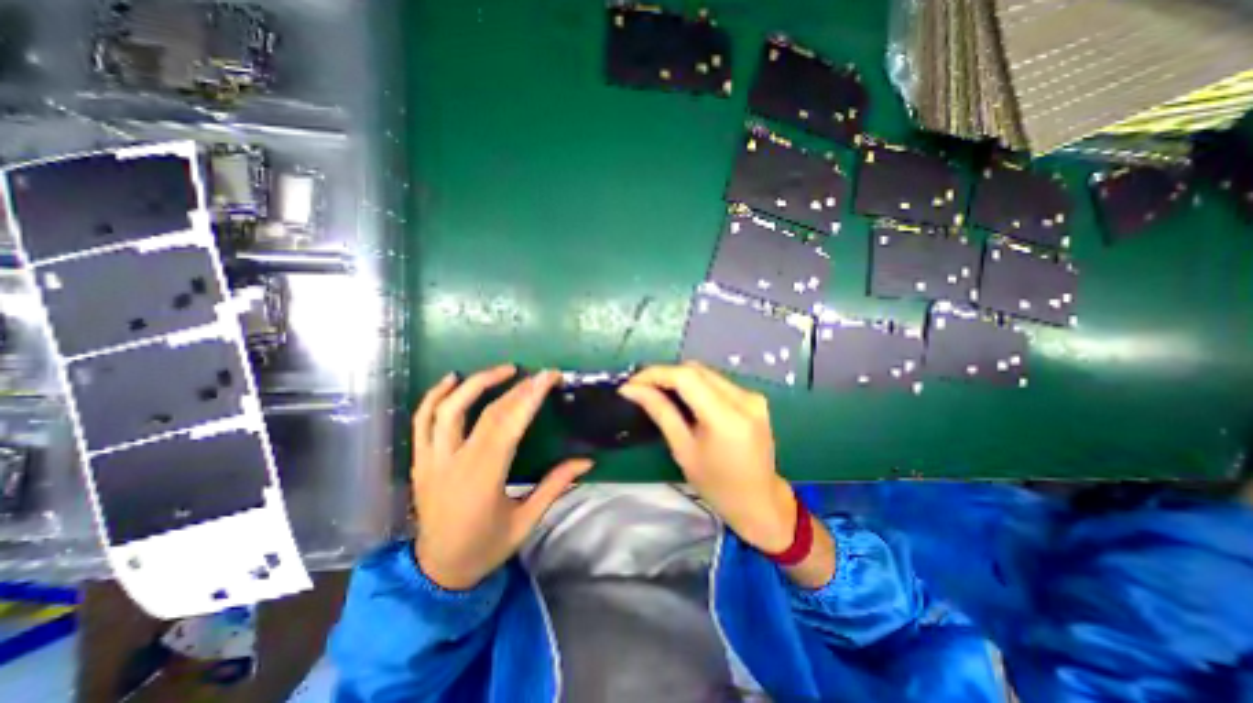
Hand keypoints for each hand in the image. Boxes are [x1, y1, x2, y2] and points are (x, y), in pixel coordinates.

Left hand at [408, 366, 592, 590]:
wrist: (437, 572)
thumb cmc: (485, 547)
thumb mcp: (526, 521)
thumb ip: (555, 486)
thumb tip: (587, 461)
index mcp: (483, 480)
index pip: (508, 426)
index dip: (530, 397)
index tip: (549, 377)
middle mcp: (453, 464)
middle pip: (485, 413)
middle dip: (516, 388)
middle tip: (538, 374)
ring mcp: (431, 460)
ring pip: (447, 409)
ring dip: (476, 383)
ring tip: (504, 369)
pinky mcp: (420, 460)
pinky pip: (421, 420)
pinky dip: (434, 395)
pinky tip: (452, 379)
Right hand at [615, 363, 791, 554]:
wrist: (760, 502)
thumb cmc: (717, 485)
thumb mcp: (683, 450)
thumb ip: (660, 412)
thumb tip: (632, 389)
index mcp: (726, 417)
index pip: (686, 377)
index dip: (655, 374)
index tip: (632, 383)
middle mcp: (744, 399)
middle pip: (696, 370)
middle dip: (665, 374)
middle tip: (641, 388)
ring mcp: (753, 396)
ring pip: (706, 373)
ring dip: (680, 378)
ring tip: (658, 391)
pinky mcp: (755, 398)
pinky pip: (718, 382)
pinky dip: (696, 385)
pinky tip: (684, 398)